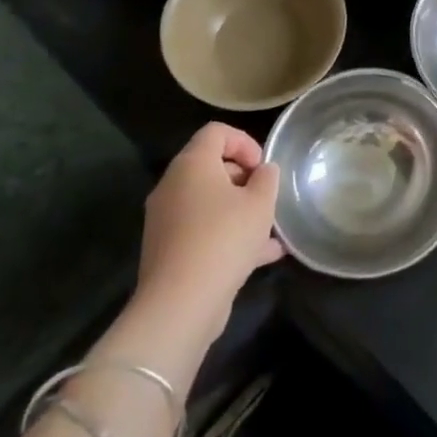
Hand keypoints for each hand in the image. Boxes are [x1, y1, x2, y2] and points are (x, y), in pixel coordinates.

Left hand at [118, 124, 282, 371]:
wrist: (180, 304)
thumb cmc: (224, 239)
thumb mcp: (261, 203)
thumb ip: (267, 179)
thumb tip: (263, 172)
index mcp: (192, 165)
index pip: (216, 132)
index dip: (245, 142)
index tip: (263, 168)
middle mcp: (172, 187)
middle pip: (211, 167)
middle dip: (244, 179)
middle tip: (266, 198)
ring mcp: (166, 220)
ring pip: (209, 203)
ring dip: (240, 210)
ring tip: (270, 229)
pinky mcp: (168, 251)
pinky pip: (203, 231)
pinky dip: (228, 236)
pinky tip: (263, 256)